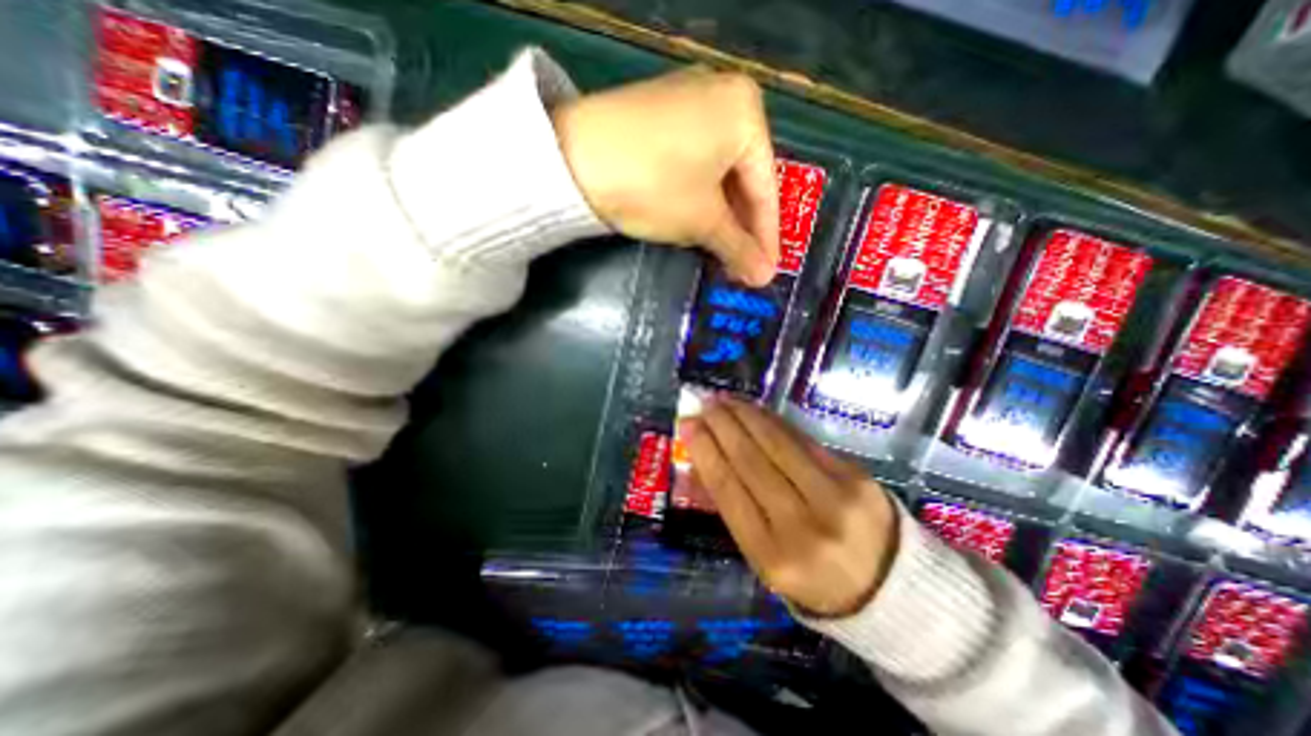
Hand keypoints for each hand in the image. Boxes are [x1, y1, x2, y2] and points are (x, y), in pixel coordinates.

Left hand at [549, 69, 775, 284]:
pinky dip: (699, 197)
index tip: (767, 272)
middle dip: (741, 229)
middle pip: (742, 179)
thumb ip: (737, 248)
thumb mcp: (701, 221)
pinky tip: (697, 224)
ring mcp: (687, 103)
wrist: (571, 159)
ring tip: (721, 253)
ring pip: (717, 173)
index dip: (767, 238)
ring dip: (720, 217)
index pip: (766, 188)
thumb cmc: (653, 186)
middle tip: (742, 267)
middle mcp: (722, 97)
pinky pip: (694, 163)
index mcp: (745, 112)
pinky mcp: (659, 117)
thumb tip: (763, 277)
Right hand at [677, 398, 901, 614]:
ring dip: (746, 415)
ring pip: (777, 443)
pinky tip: (756, 410)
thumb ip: (731, 511)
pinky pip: (803, 440)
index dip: (705, 451)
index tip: (688, 425)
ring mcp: (834, 496)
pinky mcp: (855, 475)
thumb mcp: (764, 558)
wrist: (889, 588)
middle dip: (722, 425)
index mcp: (773, 555)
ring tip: (725, 399)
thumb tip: (696, 466)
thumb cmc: (813, 577)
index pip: (728, 489)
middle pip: (751, 460)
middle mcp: (802, 524)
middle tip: (704, 403)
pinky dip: (774, 421)